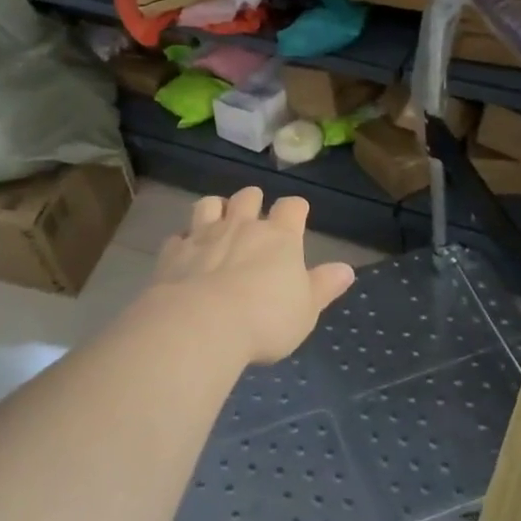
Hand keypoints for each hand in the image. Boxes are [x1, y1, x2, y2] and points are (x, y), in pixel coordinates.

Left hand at [147, 188, 356, 363]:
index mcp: (279, 237)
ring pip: (209, 204)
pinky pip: (178, 236)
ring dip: (215, 209)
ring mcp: (204, 235)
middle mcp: (242, 226)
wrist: (201, 324)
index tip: (297, 215)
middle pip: (248, 196)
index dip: (296, 209)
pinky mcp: (173, 252)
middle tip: (254, 215)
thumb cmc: (265, 319)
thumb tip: (346, 270)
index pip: (292, 207)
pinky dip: (184, 241)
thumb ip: (324, 287)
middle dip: (253, 201)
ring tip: (218, 221)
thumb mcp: (306, 310)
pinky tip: (185, 254)